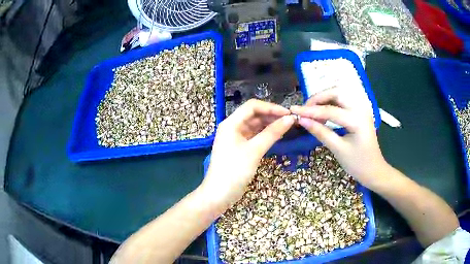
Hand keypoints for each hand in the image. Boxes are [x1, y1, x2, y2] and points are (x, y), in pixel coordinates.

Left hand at [201, 99, 294, 212]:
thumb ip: (272, 133)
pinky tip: (277, 136)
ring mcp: (235, 138)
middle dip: (271, 115)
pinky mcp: (239, 148)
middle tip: (290, 121)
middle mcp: (232, 127)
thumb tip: (290, 119)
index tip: (288, 114)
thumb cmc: (234, 171)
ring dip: (269, 125)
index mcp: (231, 123)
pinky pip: (254, 136)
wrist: (219, 194)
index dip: (271, 107)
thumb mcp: (254, 150)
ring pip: (254, 126)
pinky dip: (265, 135)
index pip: (252, 106)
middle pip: (253, 115)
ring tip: (286, 127)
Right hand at [290, 87, 386, 187]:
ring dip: (325, 98)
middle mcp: (361, 108)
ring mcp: (362, 108)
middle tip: (305, 109)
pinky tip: (324, 111)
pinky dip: (331, 102)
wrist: (374, 170)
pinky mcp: (360, 111)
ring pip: (340, 93)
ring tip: (313, 110)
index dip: (310, 110)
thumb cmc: (358, 164)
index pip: (329, 110)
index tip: (293, 110)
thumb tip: (301, 120)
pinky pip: (344, 100)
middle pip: (336, 92)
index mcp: (357, 120)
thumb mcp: (338, 149)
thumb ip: (320, 132)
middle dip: (319, 98)